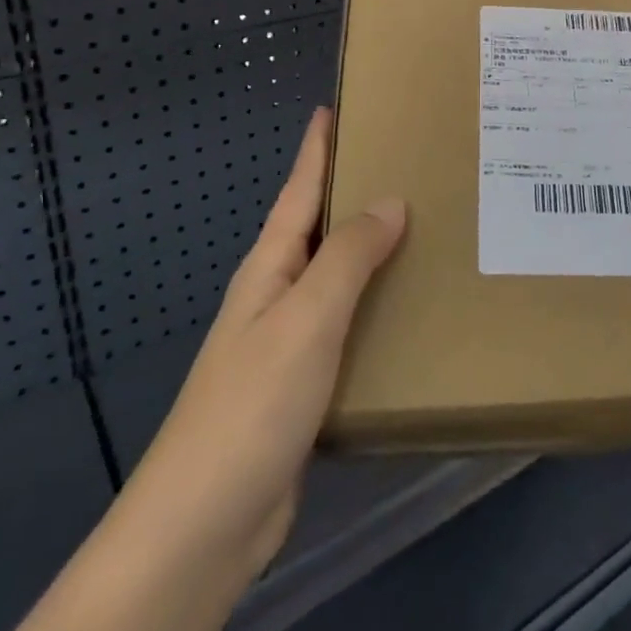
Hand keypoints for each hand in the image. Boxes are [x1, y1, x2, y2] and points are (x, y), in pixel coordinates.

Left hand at [124, 108, 405, 587]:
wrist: (205, 525)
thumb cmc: (251, 405)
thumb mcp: (306, 318)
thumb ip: (349, 257)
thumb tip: (391, 199)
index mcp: (270, 267)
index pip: (298, 189)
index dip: (316, 147)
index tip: (336, 106)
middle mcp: (277, 294)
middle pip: (319, 227)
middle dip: (354, 191)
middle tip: (408, 161)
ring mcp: (288, 340)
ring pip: (338, 276)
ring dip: (372, 248)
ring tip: (424, 224)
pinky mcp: (305, 383)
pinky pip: (348, 322)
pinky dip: (376, 302)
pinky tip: (409, 306)